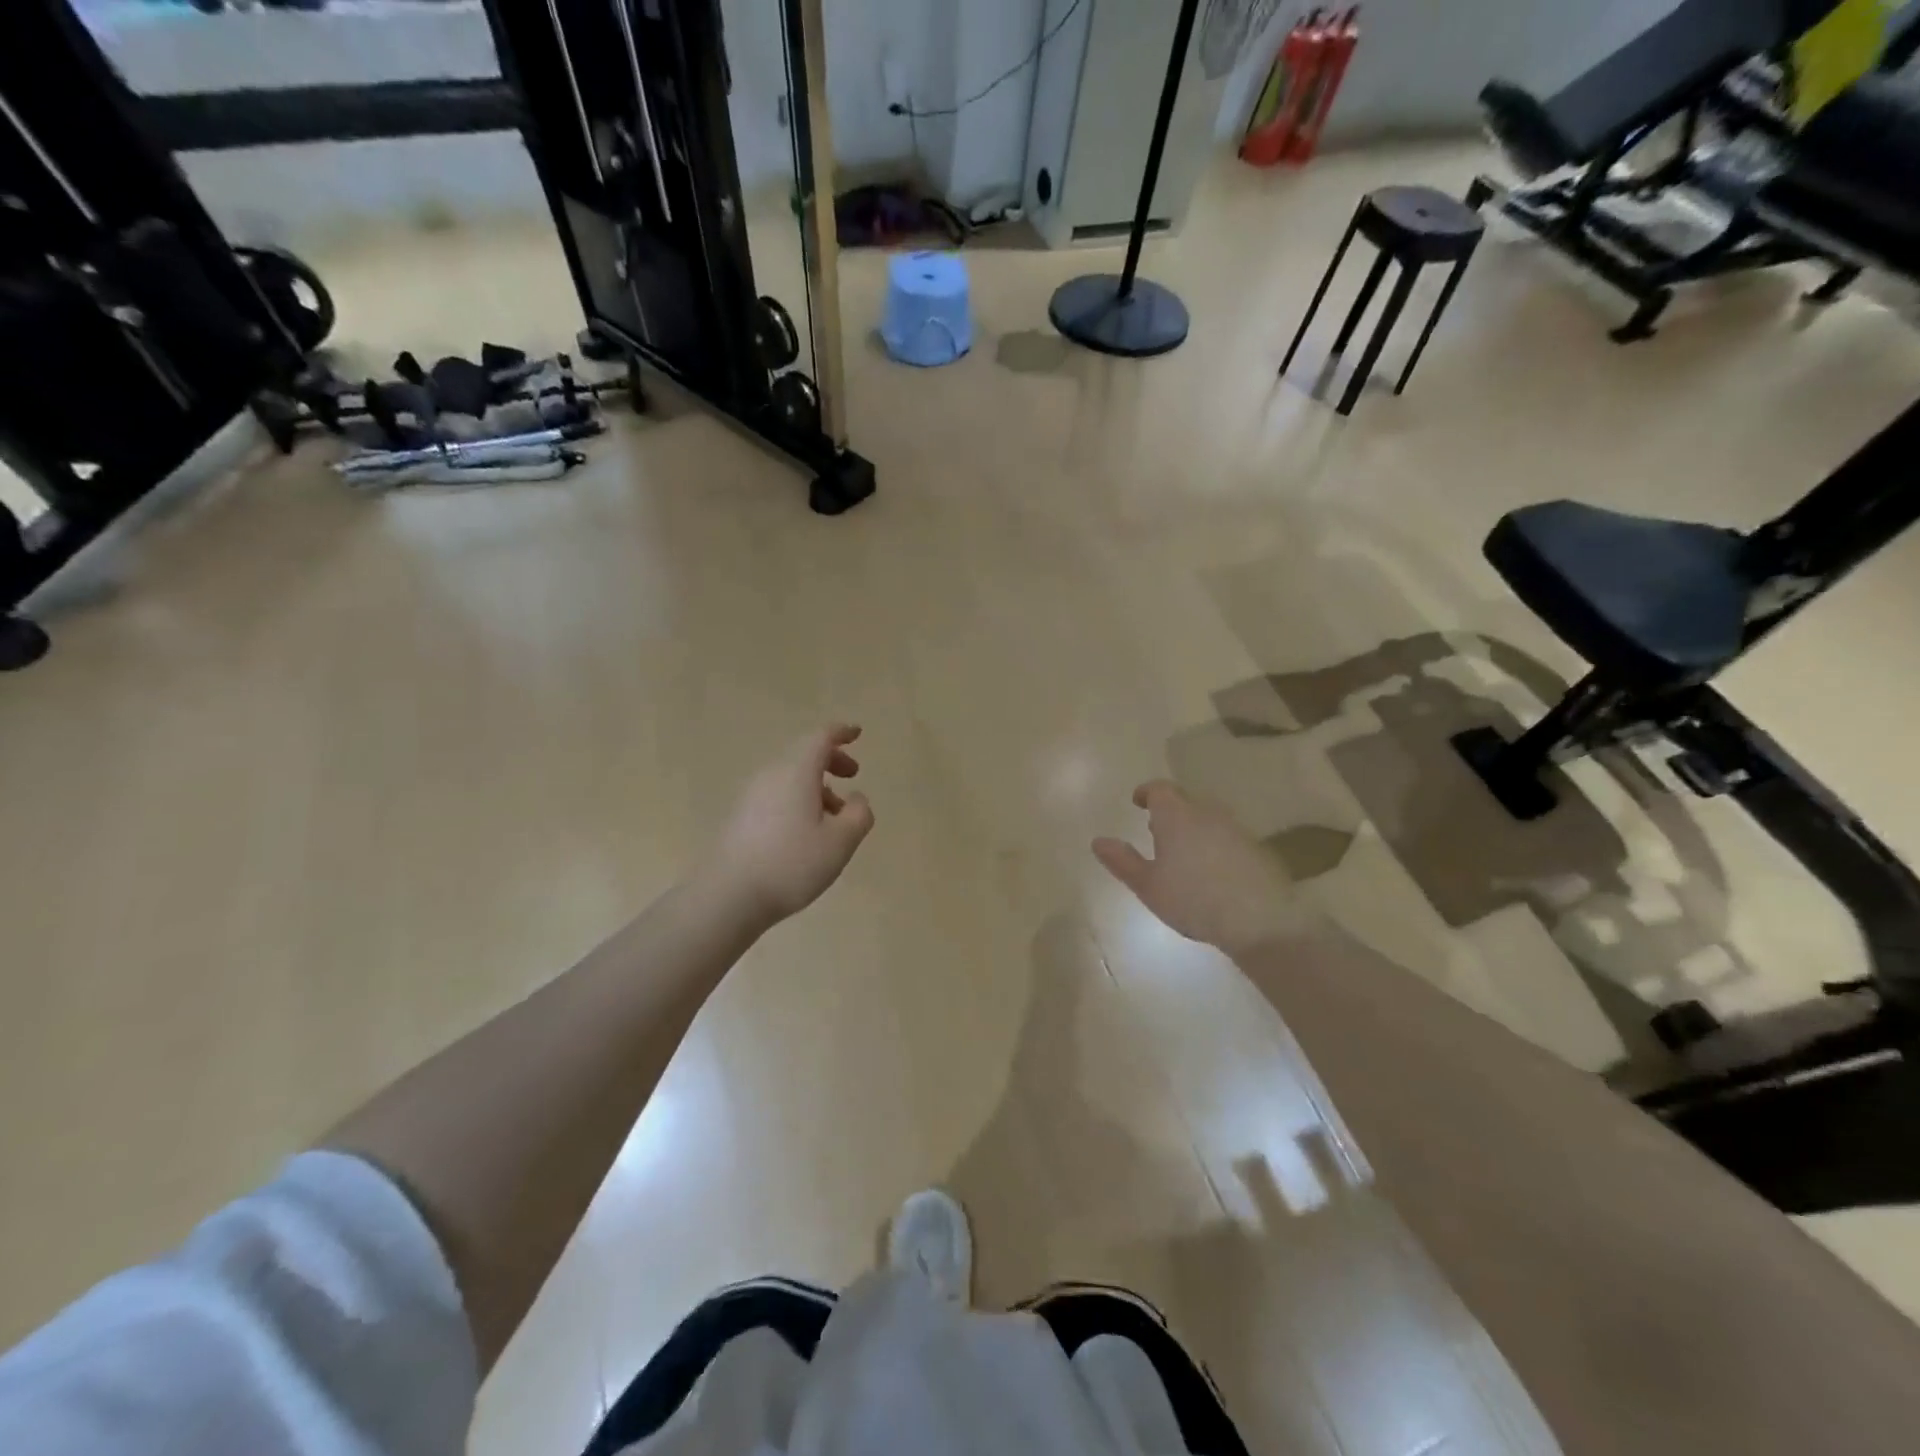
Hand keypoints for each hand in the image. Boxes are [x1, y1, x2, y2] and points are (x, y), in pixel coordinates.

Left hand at [703, 724, 874, 928]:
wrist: (727, 896)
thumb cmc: (791, 864)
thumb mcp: (840, 842)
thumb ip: (858, 815)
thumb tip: (857, 798)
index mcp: (796, 771)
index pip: (820, 738)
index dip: (840, 732)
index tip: (856, 733)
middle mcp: (771, 775)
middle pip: (803, 754)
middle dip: (830, 759)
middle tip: (852, 774)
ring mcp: (750, 796)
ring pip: (789, 777)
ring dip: (816, 785)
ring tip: (835, 814)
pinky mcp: (740, 817)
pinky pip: (776, 795)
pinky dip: (798, 799)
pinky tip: (806, 831)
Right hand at [1093, 780, 1305, 956]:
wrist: (1258, 920)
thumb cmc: (1192, 899)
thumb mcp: (1148, 885)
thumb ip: (1122, 861)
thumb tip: (1098, 841)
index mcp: (1176, 816)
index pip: (1160, 789)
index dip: (1147, 792)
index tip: (1138, 802)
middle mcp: (1206, 813)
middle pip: (1185, 801)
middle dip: (1169, 811)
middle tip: (1156, 831)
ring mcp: (1235, 829)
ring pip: (1207, 817)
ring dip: (1192, 826)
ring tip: (1182, 851)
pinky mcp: (1255, 847)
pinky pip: (1226, 835)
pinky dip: (1213, 843)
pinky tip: (1211, 869)